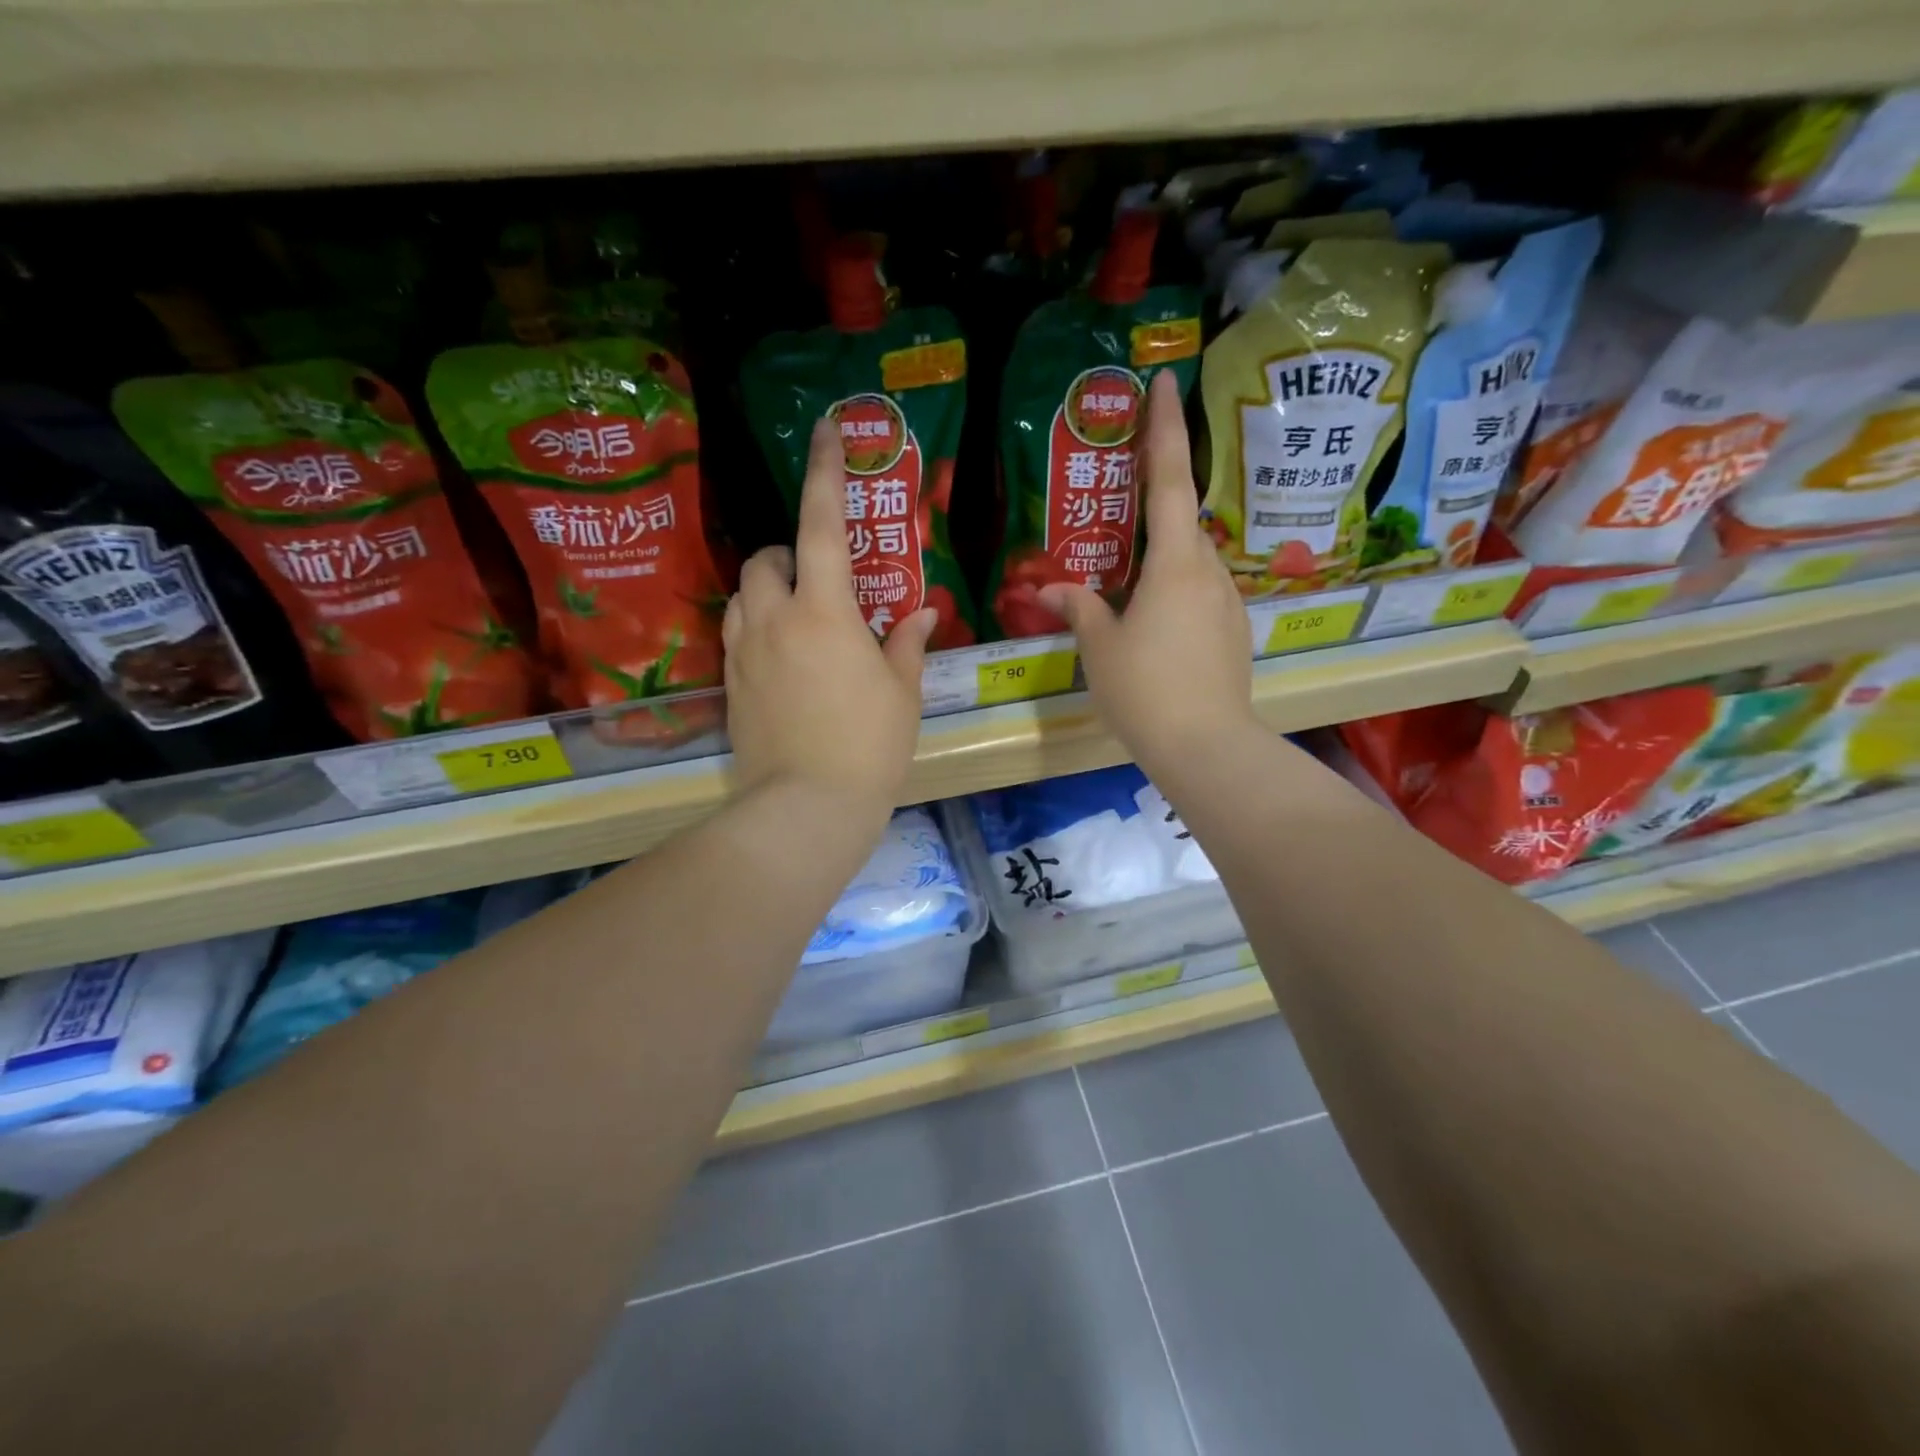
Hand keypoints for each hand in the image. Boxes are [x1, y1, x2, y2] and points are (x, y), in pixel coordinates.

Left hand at [723, 417, 935, 821]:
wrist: (807, 806)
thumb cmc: (869, 746)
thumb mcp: (902, 693)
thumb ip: (907, 643)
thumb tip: (920, 613)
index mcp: (825, 613)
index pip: (821, 526)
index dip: (825, 473)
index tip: (826, 431)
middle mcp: (775, 620)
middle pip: (766, 558)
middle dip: (789, 553)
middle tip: (821, 580)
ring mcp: (745, 652)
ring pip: (743, 595)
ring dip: (769, 590)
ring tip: (800, 618)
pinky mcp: (730, 684)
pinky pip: (737, 634)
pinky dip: (757, 626)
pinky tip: (783, 658)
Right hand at [1040, 370, 1254, 775]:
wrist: (1206, 746)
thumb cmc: (1145, 690)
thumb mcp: (1100, 648)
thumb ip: (1080, 609)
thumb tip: (1049, 589)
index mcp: (1174, 564)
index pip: (1168, 480)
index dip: (1164, 428)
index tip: (1166, 382)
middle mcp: (1209, 572)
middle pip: (1182, 524)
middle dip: (1155, 510)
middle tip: (1121, 516)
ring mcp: (1228, 603)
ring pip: (1192, 564)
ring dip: (1163, 562)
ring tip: (1130, 590)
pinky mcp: (1234, 632)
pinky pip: (1201, 596)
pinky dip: (1177, 594)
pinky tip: (1156, 627)